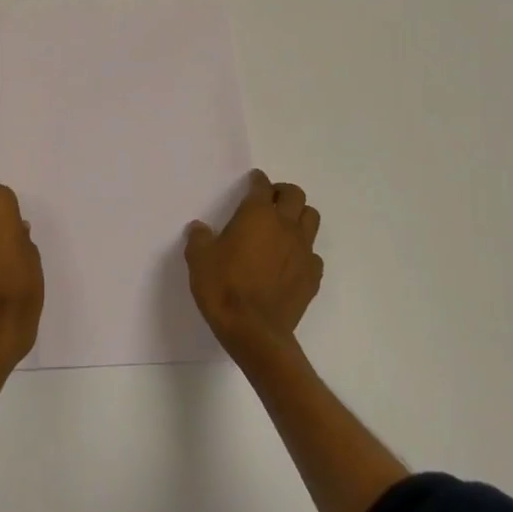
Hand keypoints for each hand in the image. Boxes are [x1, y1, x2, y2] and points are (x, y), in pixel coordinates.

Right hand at [185, 170, 323, 358]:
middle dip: (283, 192)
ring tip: (283, 227)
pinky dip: (303, 251)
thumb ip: (200, 238)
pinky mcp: (312, 276)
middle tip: (269, 201)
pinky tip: (290, 262)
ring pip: (311, 219)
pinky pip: (313, 254)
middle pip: (296, 195)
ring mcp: (303, 251)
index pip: (262, 185)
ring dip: (298, 216)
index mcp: (257, 214)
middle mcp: (285, 226)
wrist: (253, 331)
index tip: (253, 181)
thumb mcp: (199, 259)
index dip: (257, 180)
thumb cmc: (223, 287)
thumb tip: (200, 229)